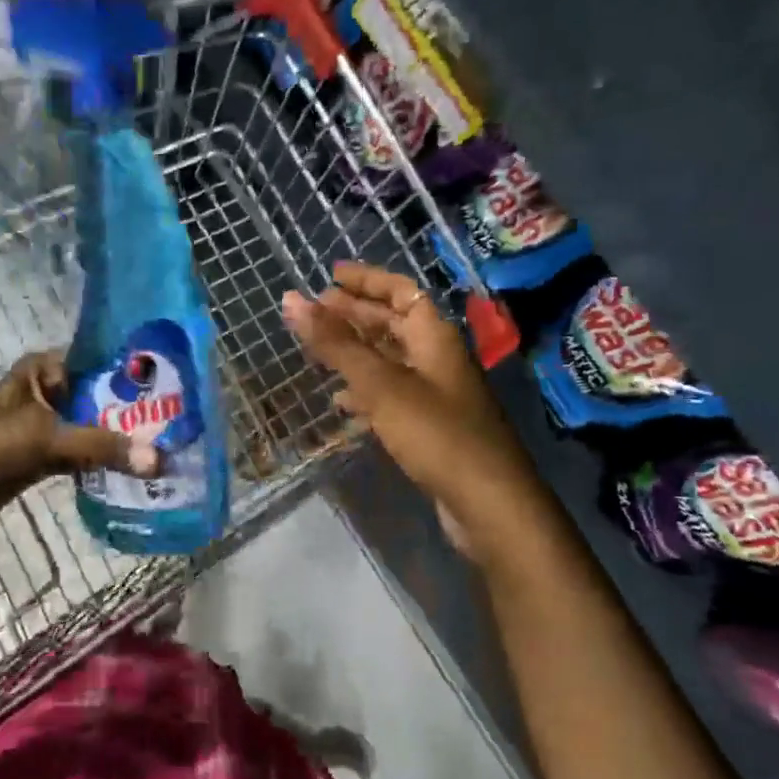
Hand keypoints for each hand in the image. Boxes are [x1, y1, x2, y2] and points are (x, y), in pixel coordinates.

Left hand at [0, 353, 158, 522]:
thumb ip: (102, 447)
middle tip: (178, 417)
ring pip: (93, 420)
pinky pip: (83, 446)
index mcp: (44, 368)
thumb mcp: (50, 440)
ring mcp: (46, 419)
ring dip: (119, 433)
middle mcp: (48, 387)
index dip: (133, 370)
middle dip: (132, 406)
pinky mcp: (44, 449)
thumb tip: (159, 460)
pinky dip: (103, 455)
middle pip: (100, 392)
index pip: (100, 358)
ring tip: (165, 439)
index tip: (172, 381)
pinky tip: (135, 462)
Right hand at [281, 262, 531, 549]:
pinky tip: (342, 403)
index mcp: (434, 336)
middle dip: (354, 315)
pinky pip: (391, 395)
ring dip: (356, 353)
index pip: (401, 290)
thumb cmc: (436, 432)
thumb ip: (335, 343)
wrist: (487, 503)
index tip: (330, 276)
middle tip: (314, 312)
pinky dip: (365, 391)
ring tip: (318, 353)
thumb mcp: (380, 384)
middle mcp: (437, 357)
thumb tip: (291, 299)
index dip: (367, 280)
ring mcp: (435, 392)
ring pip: (390, 360)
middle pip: (393, 323)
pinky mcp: (429, 425)